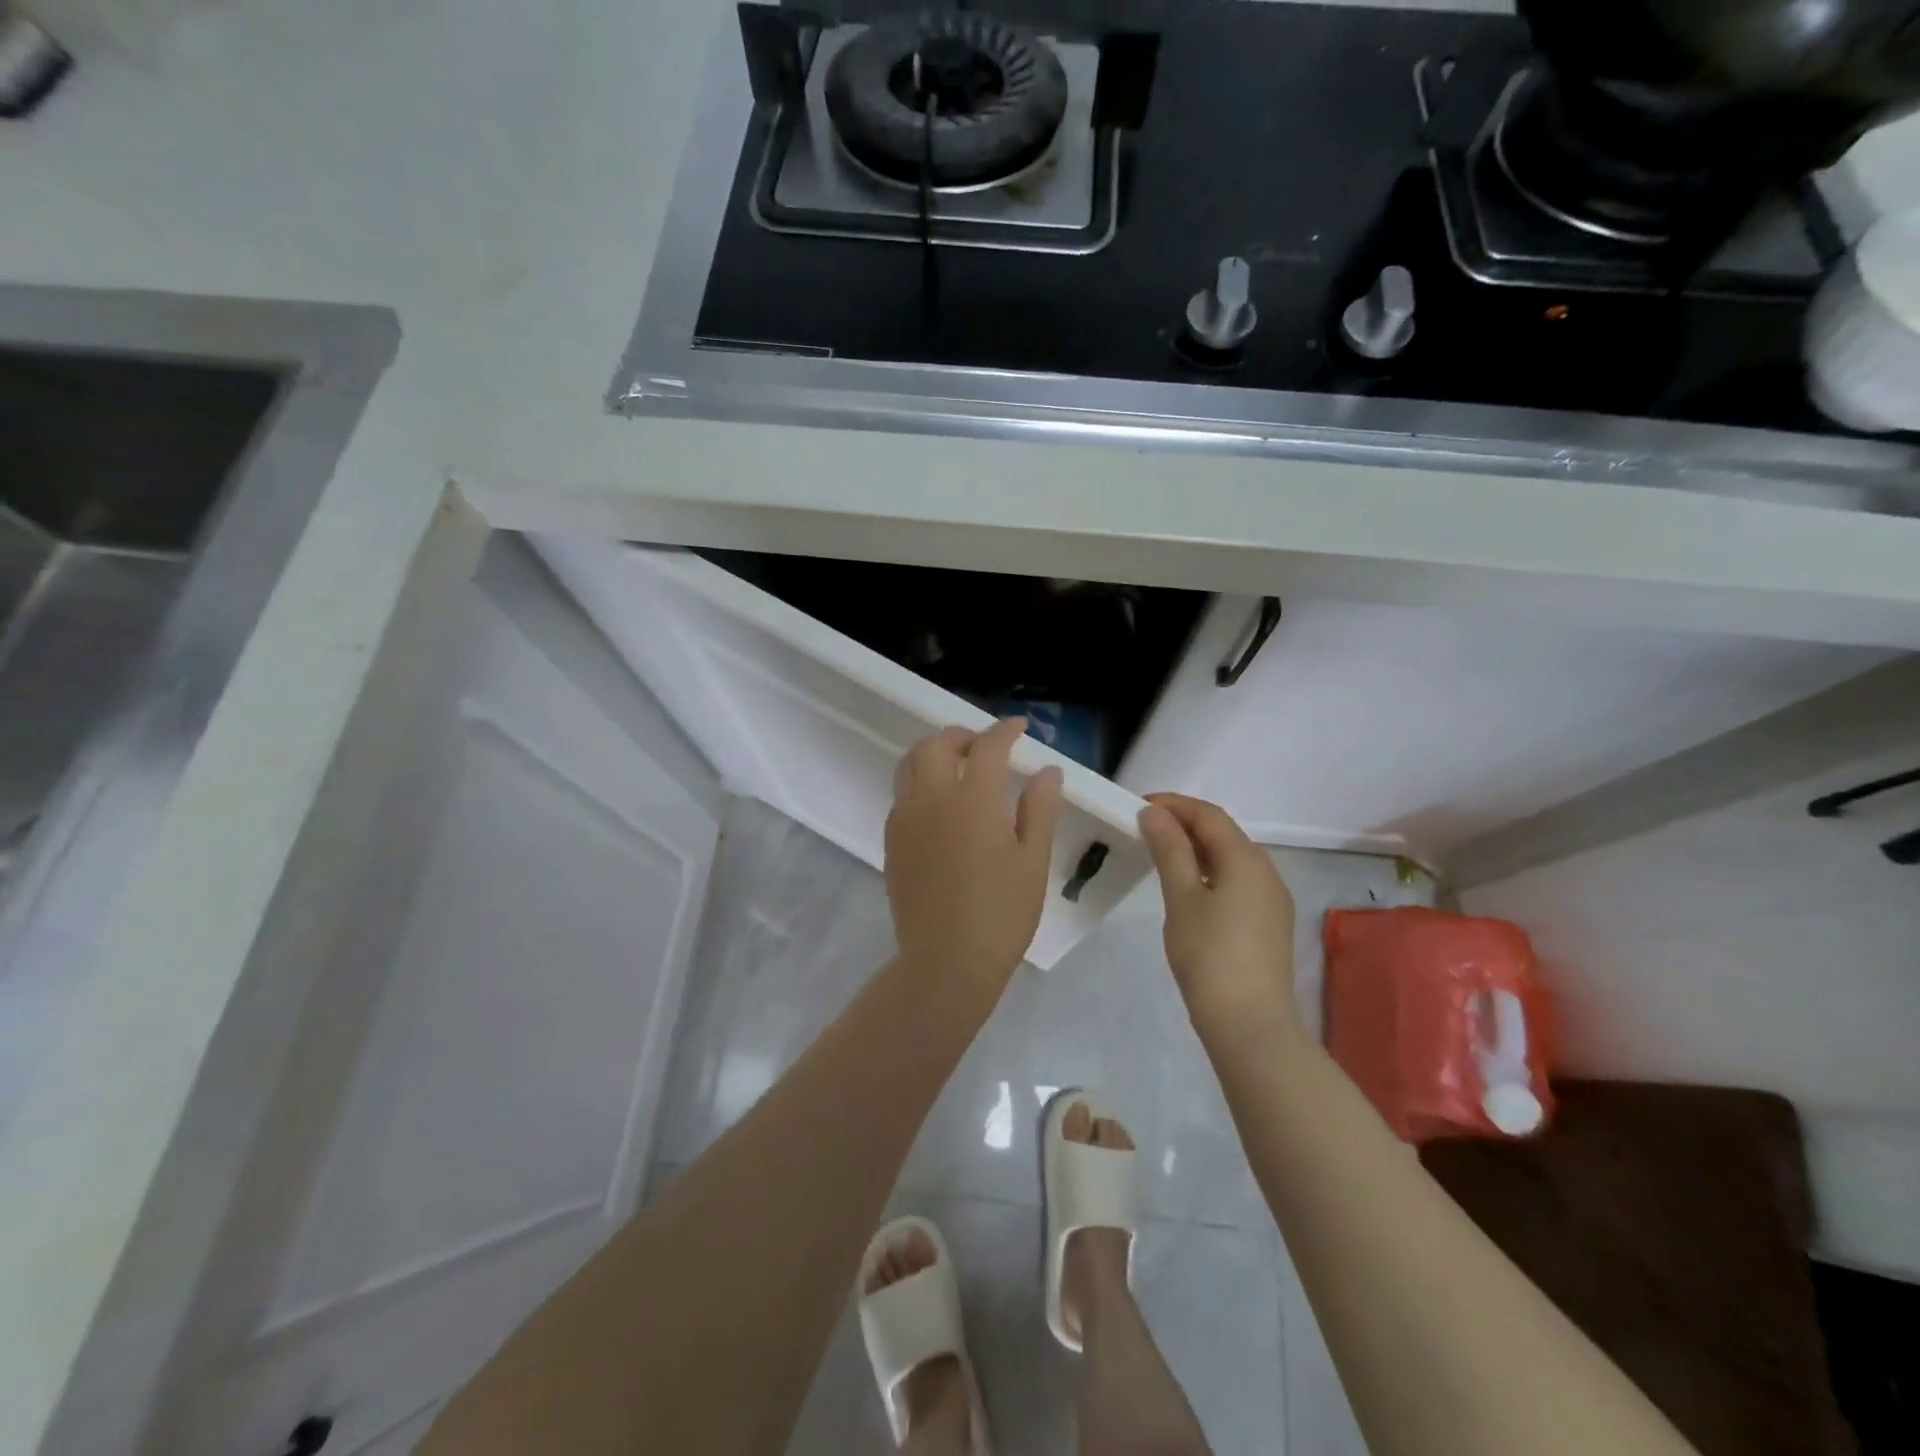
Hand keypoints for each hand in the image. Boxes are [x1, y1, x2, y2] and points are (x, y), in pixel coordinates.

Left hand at [884, 719, 1064, 1001]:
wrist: (945, 963)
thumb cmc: (1001, 914)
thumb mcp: (1033, 862)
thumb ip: (1040, 809)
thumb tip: (1047, 771)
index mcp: (972, 800)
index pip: (987, 747)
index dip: (1005, 732)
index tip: (1020, 729)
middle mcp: (931, 800)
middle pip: (937, 745)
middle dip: (963, 736)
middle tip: (986, 746)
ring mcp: (905, 820)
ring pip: (910, 765)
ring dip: (935, 753)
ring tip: (960, 767)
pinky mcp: (892, 842)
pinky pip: (902, 795)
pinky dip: (920, 782)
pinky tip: (941, 805)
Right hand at [1139, 793, 1300, 1041]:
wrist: (1250, 1024)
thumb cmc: (1209, 956)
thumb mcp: (1181, 898)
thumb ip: (1169, 850)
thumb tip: (1155, 813)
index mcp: (1246, 858)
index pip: (1208, 814)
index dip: (1172, 804)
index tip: (1136, 808)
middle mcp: (1266, 870)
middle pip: (1222, 832)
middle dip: (1183, 824)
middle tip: (1143, 829)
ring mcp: (1272, 898)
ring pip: (1230, 857)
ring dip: (1196, 848)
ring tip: (1159, 854)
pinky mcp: (1269, 922)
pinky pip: (1237, 880)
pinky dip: (1210, 871)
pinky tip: (1188, 887)